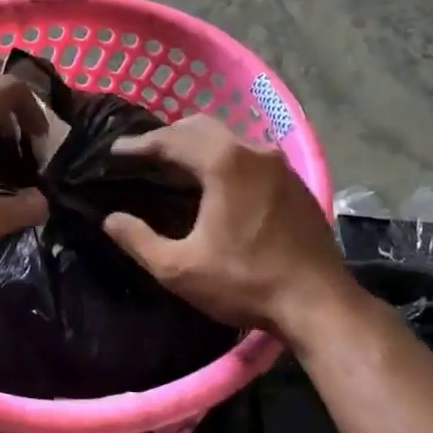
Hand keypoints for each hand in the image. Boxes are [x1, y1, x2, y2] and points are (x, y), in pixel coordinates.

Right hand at [102, 114, 355, 336]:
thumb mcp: (180, 269)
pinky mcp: (295, 182)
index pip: (171, 139)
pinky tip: (216, 184)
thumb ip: (139, 240)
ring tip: (175, 166)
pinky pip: (250, 156)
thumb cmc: (246, 283)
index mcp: (224, 163)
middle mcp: (253, 151)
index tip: (115, 150)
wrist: (321, 304)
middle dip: (168, 136)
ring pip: (229, 139)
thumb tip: (111, 220)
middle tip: (143, 155)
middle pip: (201, 127)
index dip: (139, 144)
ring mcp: (280, 165)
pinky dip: (224, 159)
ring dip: (198, 146)